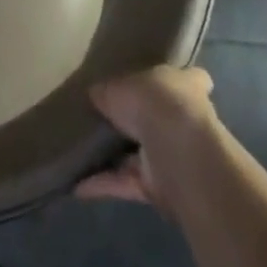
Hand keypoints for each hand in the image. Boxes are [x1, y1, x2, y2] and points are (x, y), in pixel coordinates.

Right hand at [75, 66, 215, 207]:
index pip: (191, 79)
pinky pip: (127, 182)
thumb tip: (97, 97)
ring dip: (115, 158)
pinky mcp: (162, 187)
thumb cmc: (152, 102)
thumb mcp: (116, 86)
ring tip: (81, 152)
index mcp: (184, 86)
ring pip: (142, 155)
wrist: (176, 153)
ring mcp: (175, 155)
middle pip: (161, 119)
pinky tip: (76, 184)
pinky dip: (104, 184)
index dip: (177, 80)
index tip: (157, 83)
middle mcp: (185, 120)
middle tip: (102, 118)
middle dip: (137, 122)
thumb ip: (107, 92)